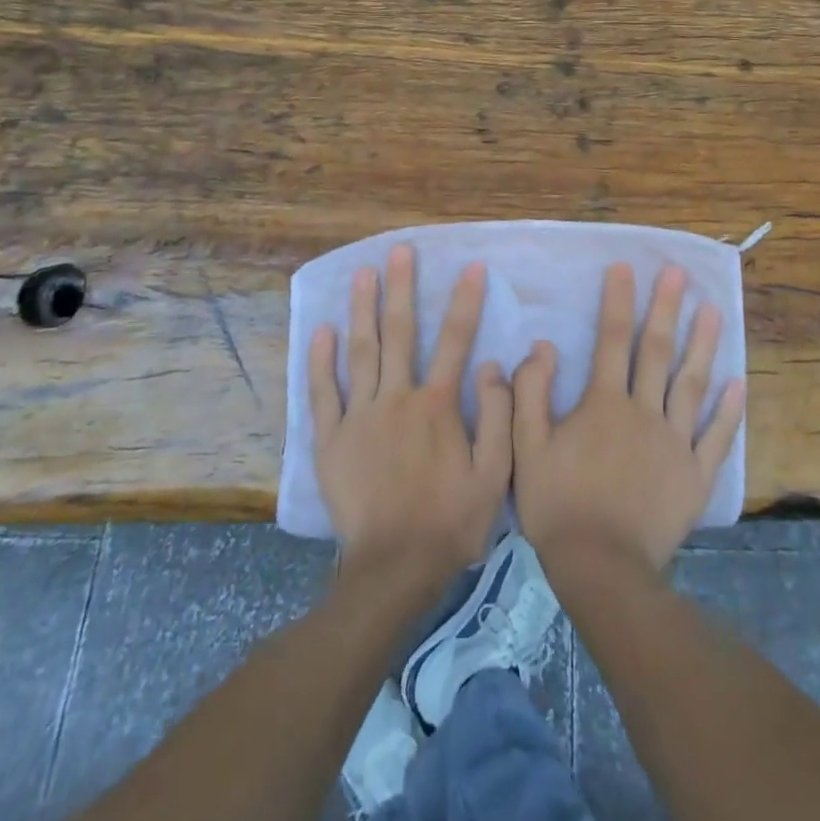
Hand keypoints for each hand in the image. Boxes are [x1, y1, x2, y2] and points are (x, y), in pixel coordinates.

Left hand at [308, 245, 513, 588]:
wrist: (394, 569)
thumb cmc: (451, 521)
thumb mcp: (495, 474)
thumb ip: (499, 415)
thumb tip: (492, 364)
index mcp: (438, 406)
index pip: (455, 340)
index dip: (465, 301)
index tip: (470, 267)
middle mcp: (397, 399)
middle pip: (399, 333)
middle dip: (401, 288)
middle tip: (399, 250)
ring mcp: (359, 417)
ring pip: (360, 351)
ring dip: (362, 309)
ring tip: (362, 273)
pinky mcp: (331, 439)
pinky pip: (323, 393)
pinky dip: (320, 360)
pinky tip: (322, 329)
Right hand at [513, 263, 745, 575]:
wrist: (601, 568)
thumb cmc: (558, 505)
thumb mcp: (526, 447)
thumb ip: (531, 393)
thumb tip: (543, 346)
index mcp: (604, 404)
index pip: (612, 340)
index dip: (618, 301)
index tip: (625, 267)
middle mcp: (644, 412)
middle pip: (656, 351)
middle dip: (666, 308)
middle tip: (678, 274)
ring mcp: (675, 442)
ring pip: (692, 384)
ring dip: (703, 345)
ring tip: (715, 310)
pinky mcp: (695, 474)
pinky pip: (716, 437)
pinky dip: (729, 411)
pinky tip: (739, 383)